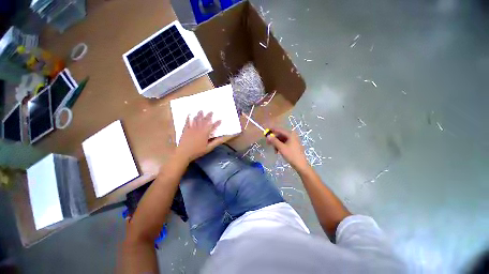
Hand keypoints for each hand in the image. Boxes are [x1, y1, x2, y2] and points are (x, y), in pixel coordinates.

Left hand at [177, 111, 229, 162]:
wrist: (184, 153)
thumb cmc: (197, 151)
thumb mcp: (209, 148)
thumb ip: (216, 142)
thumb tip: (223, 138)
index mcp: (205, 133)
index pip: (212, 127)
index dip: (217, 123)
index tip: (220, 119)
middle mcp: (199, 129)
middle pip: (204, 121)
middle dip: (208, 116)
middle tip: (211, 111)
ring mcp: (191, 129)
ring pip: (196, 120)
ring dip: (199, 115)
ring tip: (201, 110)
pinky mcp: (185, 130)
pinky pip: (187, 123)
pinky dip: (188, 118)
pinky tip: (189, 115)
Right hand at [266, 127, 309, 170]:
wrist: (301, 165)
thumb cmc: (291, 155)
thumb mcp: (281, 148)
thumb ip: (274, 141)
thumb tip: (268, 136)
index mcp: (290, 134)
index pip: (279, 130)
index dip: (272, 130)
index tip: (265, 132)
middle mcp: (292, 136)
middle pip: (280, 135)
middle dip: (273, 139)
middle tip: (268, 143)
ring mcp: (293, 140)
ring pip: (281, 140)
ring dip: (276, 144)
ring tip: (275, 151)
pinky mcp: (293, 145)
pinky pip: (284, 143)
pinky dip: (280, 146)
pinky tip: (278, 152)